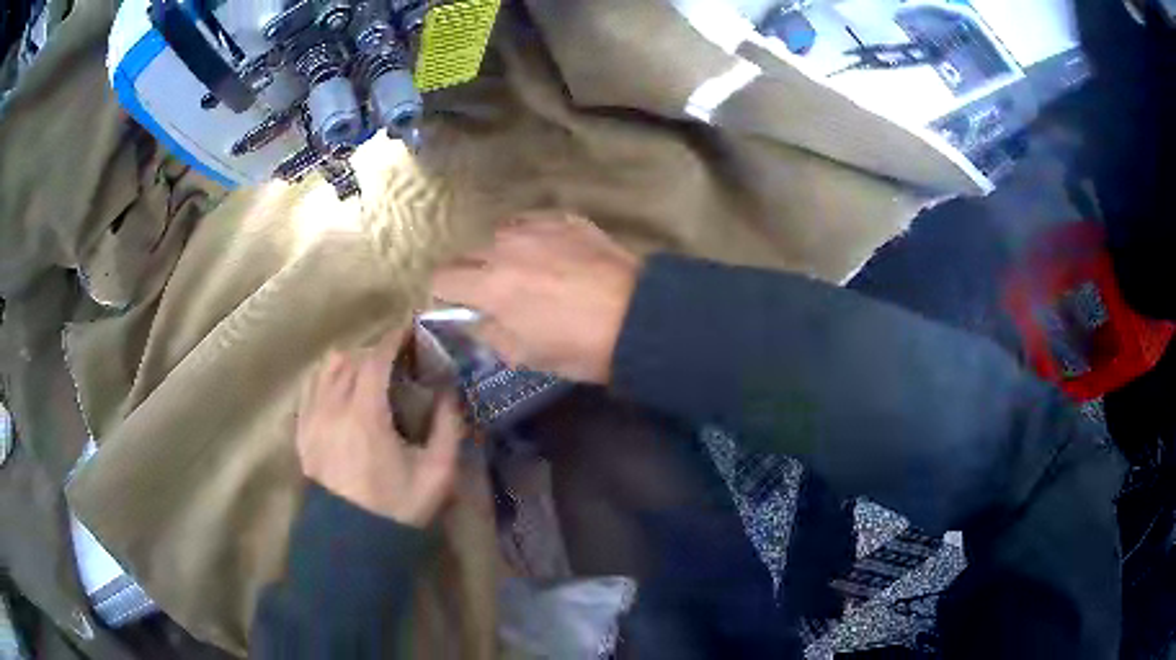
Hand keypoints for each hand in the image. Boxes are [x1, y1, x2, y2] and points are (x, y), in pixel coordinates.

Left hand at [296, 333, 465, 527]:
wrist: (352, 541)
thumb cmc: (397, 507)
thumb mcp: (436, 475)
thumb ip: (448, 429)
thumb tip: (451, 393)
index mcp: (365, 417)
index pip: (374, 360)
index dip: (393, 339)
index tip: (409, 330)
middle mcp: (332, 410)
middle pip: (349, 359)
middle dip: (374, 352)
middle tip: (396, 360)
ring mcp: (312, 421)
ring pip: (325, 369)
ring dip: (349, 363)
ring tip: (367, 374)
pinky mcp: (302, 433)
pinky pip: (310, 389)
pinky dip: (326, 379)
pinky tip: (341, 391)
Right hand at [432, 212, 639, 383]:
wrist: (639, 318)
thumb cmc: (579, 347)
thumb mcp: (524, 355)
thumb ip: (487, 331)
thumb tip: (473, 318)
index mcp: (490, 286)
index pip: (441, 278)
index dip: (443, 294)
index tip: (457, 306)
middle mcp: (505, 248)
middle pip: (466, 254)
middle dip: (471, 275)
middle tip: (493, 294)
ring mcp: (537, 228)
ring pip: (499, 235)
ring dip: (502, 254)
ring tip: (526, 271)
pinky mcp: (566, 219)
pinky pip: (532, 223)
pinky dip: (530, 238)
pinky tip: (550, 254)